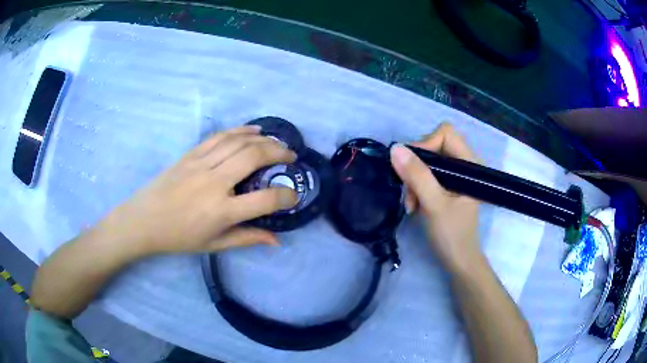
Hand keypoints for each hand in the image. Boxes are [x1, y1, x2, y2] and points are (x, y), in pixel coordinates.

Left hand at [98, 125, 297, 255]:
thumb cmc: (179, 237)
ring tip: (277, 143)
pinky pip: (219, 136)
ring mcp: (201, 164)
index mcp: (221, 211)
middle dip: (279, 153)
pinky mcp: (190, 154)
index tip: (293, 195)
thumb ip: (247, 238)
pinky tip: (253, 130)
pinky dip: (240, 130)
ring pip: (239, 142)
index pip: (265, 199)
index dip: (286, 196)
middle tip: (291, 157)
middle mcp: (214, 183)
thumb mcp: (214, 244)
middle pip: (254, 157)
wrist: (144, 220)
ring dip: (263, 139)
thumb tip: (276, 240)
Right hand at [390, 123, 480, 271]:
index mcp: (470, 163)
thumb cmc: (452, 234)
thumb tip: (395, 148)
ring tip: (412, 204)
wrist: (457, 260)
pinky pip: (426, 174)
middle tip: (410, 191)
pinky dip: (417, 187)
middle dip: (417, 167)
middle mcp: (464, 164)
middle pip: (434, 145)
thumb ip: (417, 176)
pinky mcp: (447, 185)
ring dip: (414, 180)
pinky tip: (415, 205)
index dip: (426, 145)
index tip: (412, 169)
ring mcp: (456, 175)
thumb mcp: (434, 205)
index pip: (445, 134)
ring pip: (427, 161)